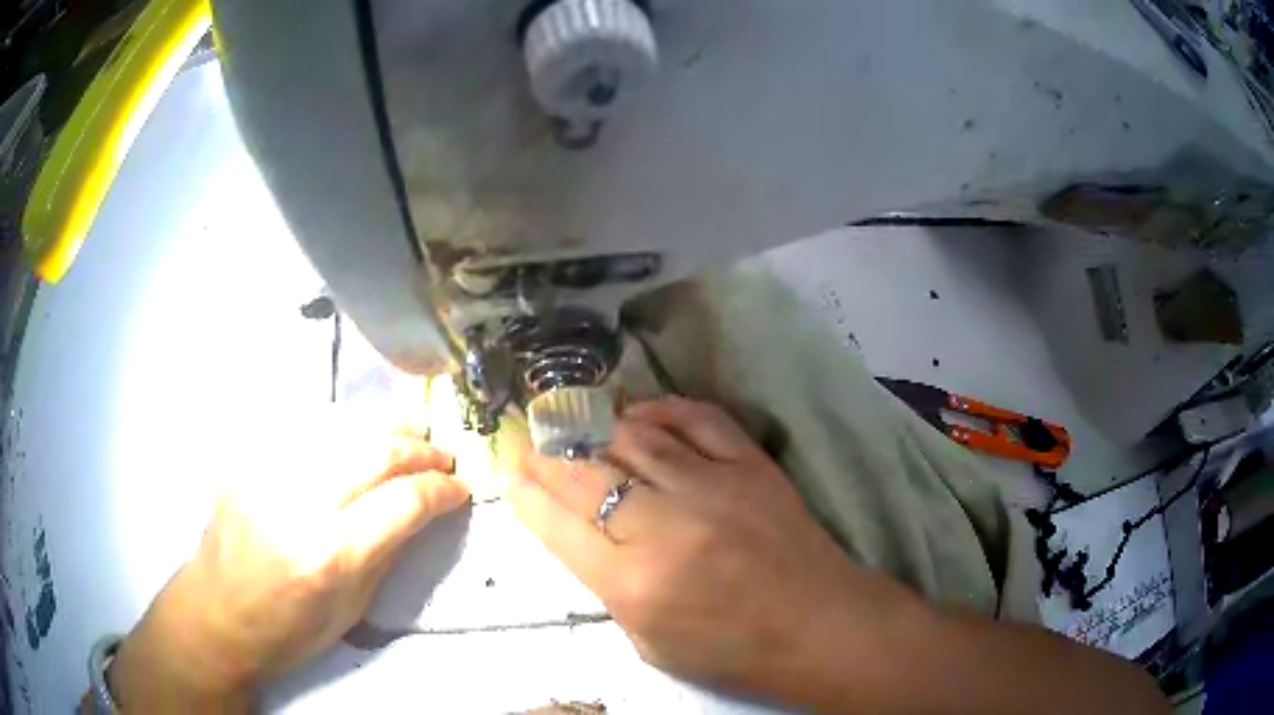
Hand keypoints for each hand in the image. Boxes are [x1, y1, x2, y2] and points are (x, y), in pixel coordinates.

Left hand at [108, 428, 469, 711]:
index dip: (441, 489)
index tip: (459, 488)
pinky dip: (339, 430)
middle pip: (373, 451)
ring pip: (340, 428)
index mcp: (329, 556)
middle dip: (418, 449)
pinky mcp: (246, 460)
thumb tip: (421, 510)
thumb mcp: (353, 609)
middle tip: (440, 456)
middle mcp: (297, 505)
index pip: (402, 502)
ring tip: (407, 435)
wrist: (218, 613)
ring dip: (382, 429)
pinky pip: (302, 430)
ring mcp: (266, 474)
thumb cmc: (290, 629)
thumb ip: (387, 551)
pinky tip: (353, 439)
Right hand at [507, 396, 923, 705]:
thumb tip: (583, 532)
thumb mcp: (649, 642)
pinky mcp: (751, 466)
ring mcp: (713, 489)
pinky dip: (662, 410)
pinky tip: (639, 413)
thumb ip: (609, 587)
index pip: (559, 528)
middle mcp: (665, 529)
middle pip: (587, 477)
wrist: (818, 626)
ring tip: (573, 423)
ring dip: (595, 428)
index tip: (508, 473)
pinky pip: (698, 420)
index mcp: (634, 585)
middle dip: (548, 457)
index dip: (526, 496)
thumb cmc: (732, 650)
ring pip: (635, 440)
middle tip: (530, 442)